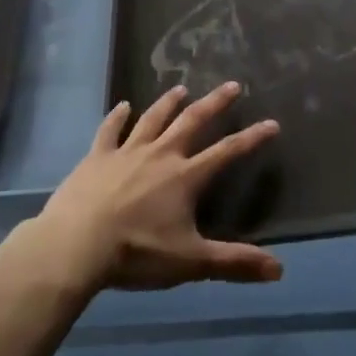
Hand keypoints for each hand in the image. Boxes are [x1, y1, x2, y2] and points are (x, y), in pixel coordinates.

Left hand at [34, 82, 283, 292]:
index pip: (227, 152)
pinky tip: (123, 105)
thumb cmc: (136, 253)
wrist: (76, 245)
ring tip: (181, 89)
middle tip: (232, 85)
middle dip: (215, 103)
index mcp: (185, 177)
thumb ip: (234, 263)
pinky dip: (117, 116)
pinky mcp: (97, 156)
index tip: (272, 123)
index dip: (252, 138)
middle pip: (192, 121)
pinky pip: (110, 130)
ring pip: (153, 119)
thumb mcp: (190, 262)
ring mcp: (127, 152)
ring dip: (169, 103)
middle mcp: (161, 154)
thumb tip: (279, 270)